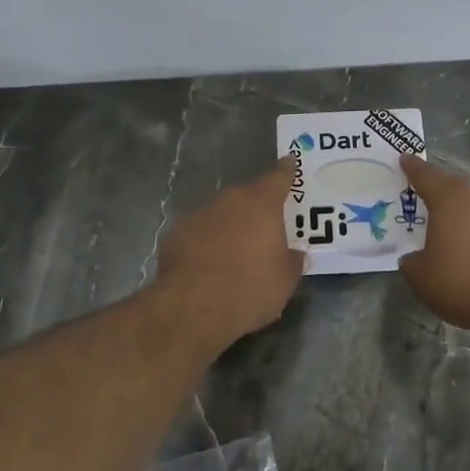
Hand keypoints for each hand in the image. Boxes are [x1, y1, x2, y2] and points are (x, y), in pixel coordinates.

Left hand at [156, 158, 303, 348]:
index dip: (286, 171)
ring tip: (237, 251)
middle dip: (257, 207)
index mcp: (261, 204)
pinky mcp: (174, 236)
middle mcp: (228, 201)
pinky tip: (210, 264)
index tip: (290, 162)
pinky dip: (207, 243)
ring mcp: (198, 216)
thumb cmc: (251, 288)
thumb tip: (295, 254)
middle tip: (266, 224)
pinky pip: (199, 234)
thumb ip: (293, 261)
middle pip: (246, 196)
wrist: (194, 308)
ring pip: (220, 215)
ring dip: (230, 226)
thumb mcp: (285, 280)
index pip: (278, 177)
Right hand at [399, 155, 469, 335]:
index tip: (405, 158)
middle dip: (439, 194)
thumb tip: (414, 258)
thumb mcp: (422, 277)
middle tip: (424, 203)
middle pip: (454, 189)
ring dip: (463, 218)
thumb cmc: (463, 282)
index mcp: (450, 200)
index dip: (413, 168)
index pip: (426, 176)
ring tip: (450, 236)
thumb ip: (412, 262)